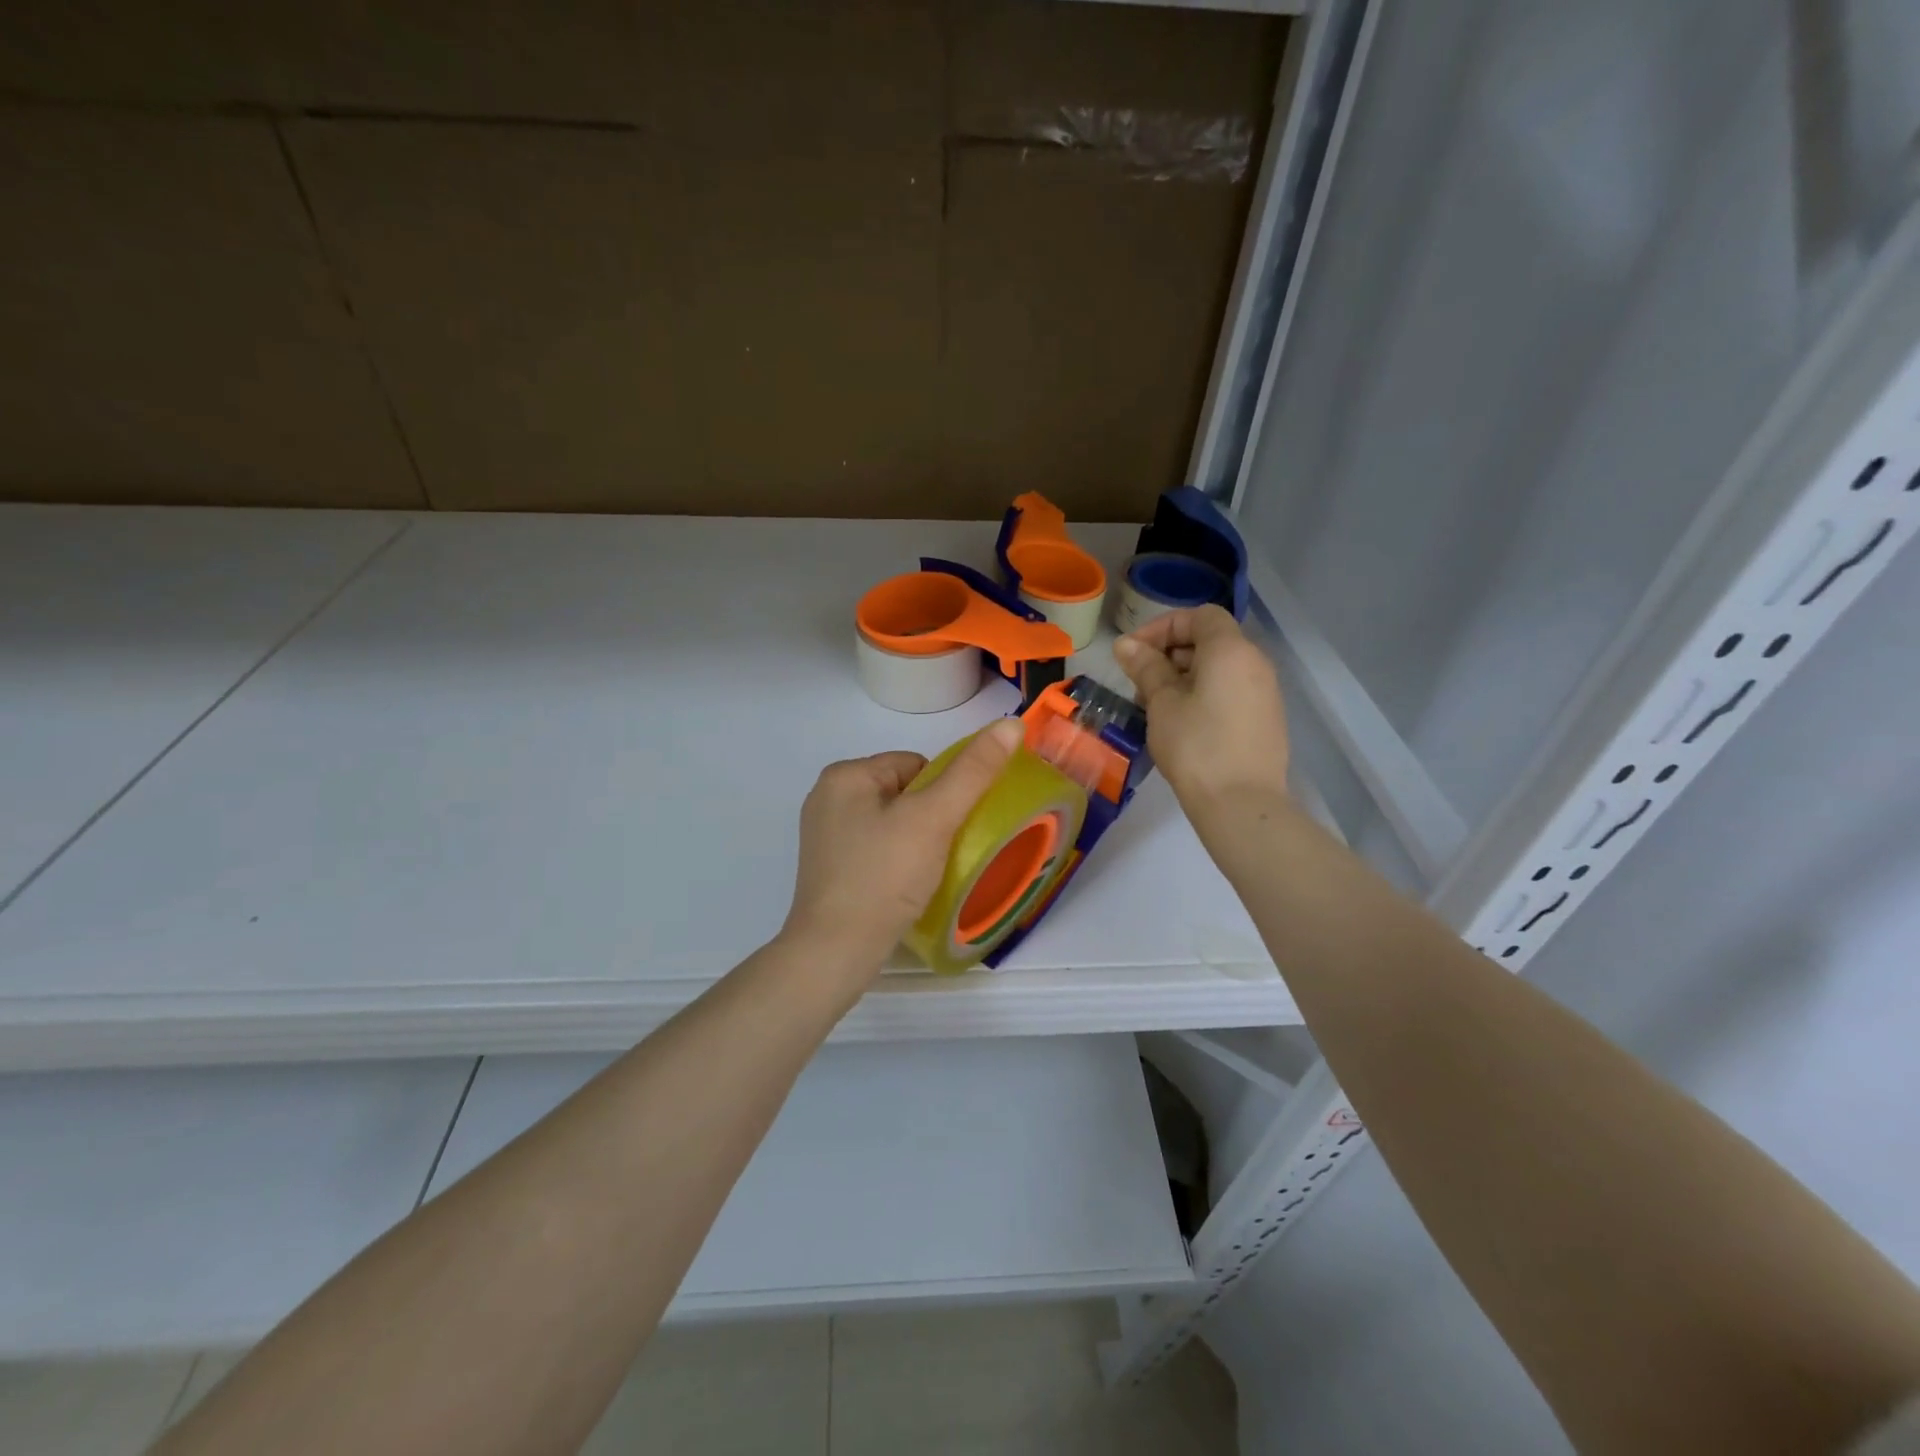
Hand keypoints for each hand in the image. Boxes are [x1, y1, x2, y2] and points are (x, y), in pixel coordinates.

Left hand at [780, 720, 1023, 985]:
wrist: (835, 953)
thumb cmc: (883, 876)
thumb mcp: (934, 818)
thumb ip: (973, 771)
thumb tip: (1010, 723)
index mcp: (845, 775)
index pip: (916, 765)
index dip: (944, 795)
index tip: (949, 831)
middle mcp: (828, 798)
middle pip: (905, 793)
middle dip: (930, 819)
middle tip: (940, 855)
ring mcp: (825, 836)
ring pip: (893, 823)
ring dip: (917, 842)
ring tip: (925, 875)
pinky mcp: (830, 869)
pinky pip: (878, 850)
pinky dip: (897, 863)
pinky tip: (905, 888)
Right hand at [1114, 605, 1290, 809]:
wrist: (1241, 803)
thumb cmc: (1196, 746)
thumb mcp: (1162, 703)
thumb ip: (1146, 667)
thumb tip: (1126, 645)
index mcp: (1231, 650)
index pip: (1199, 616)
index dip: (1163, 627)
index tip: (1134, 653)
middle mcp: (1255, 662)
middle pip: (1210, 640)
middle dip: (1170, 653)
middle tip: (1139, 682)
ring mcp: (1265, 691)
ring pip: (1219, 668)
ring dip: (1184, 676)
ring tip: (1155, 706)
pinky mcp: (1265, 718)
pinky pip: (1230, 690)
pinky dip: (1203, 694)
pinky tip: (1181, 723)